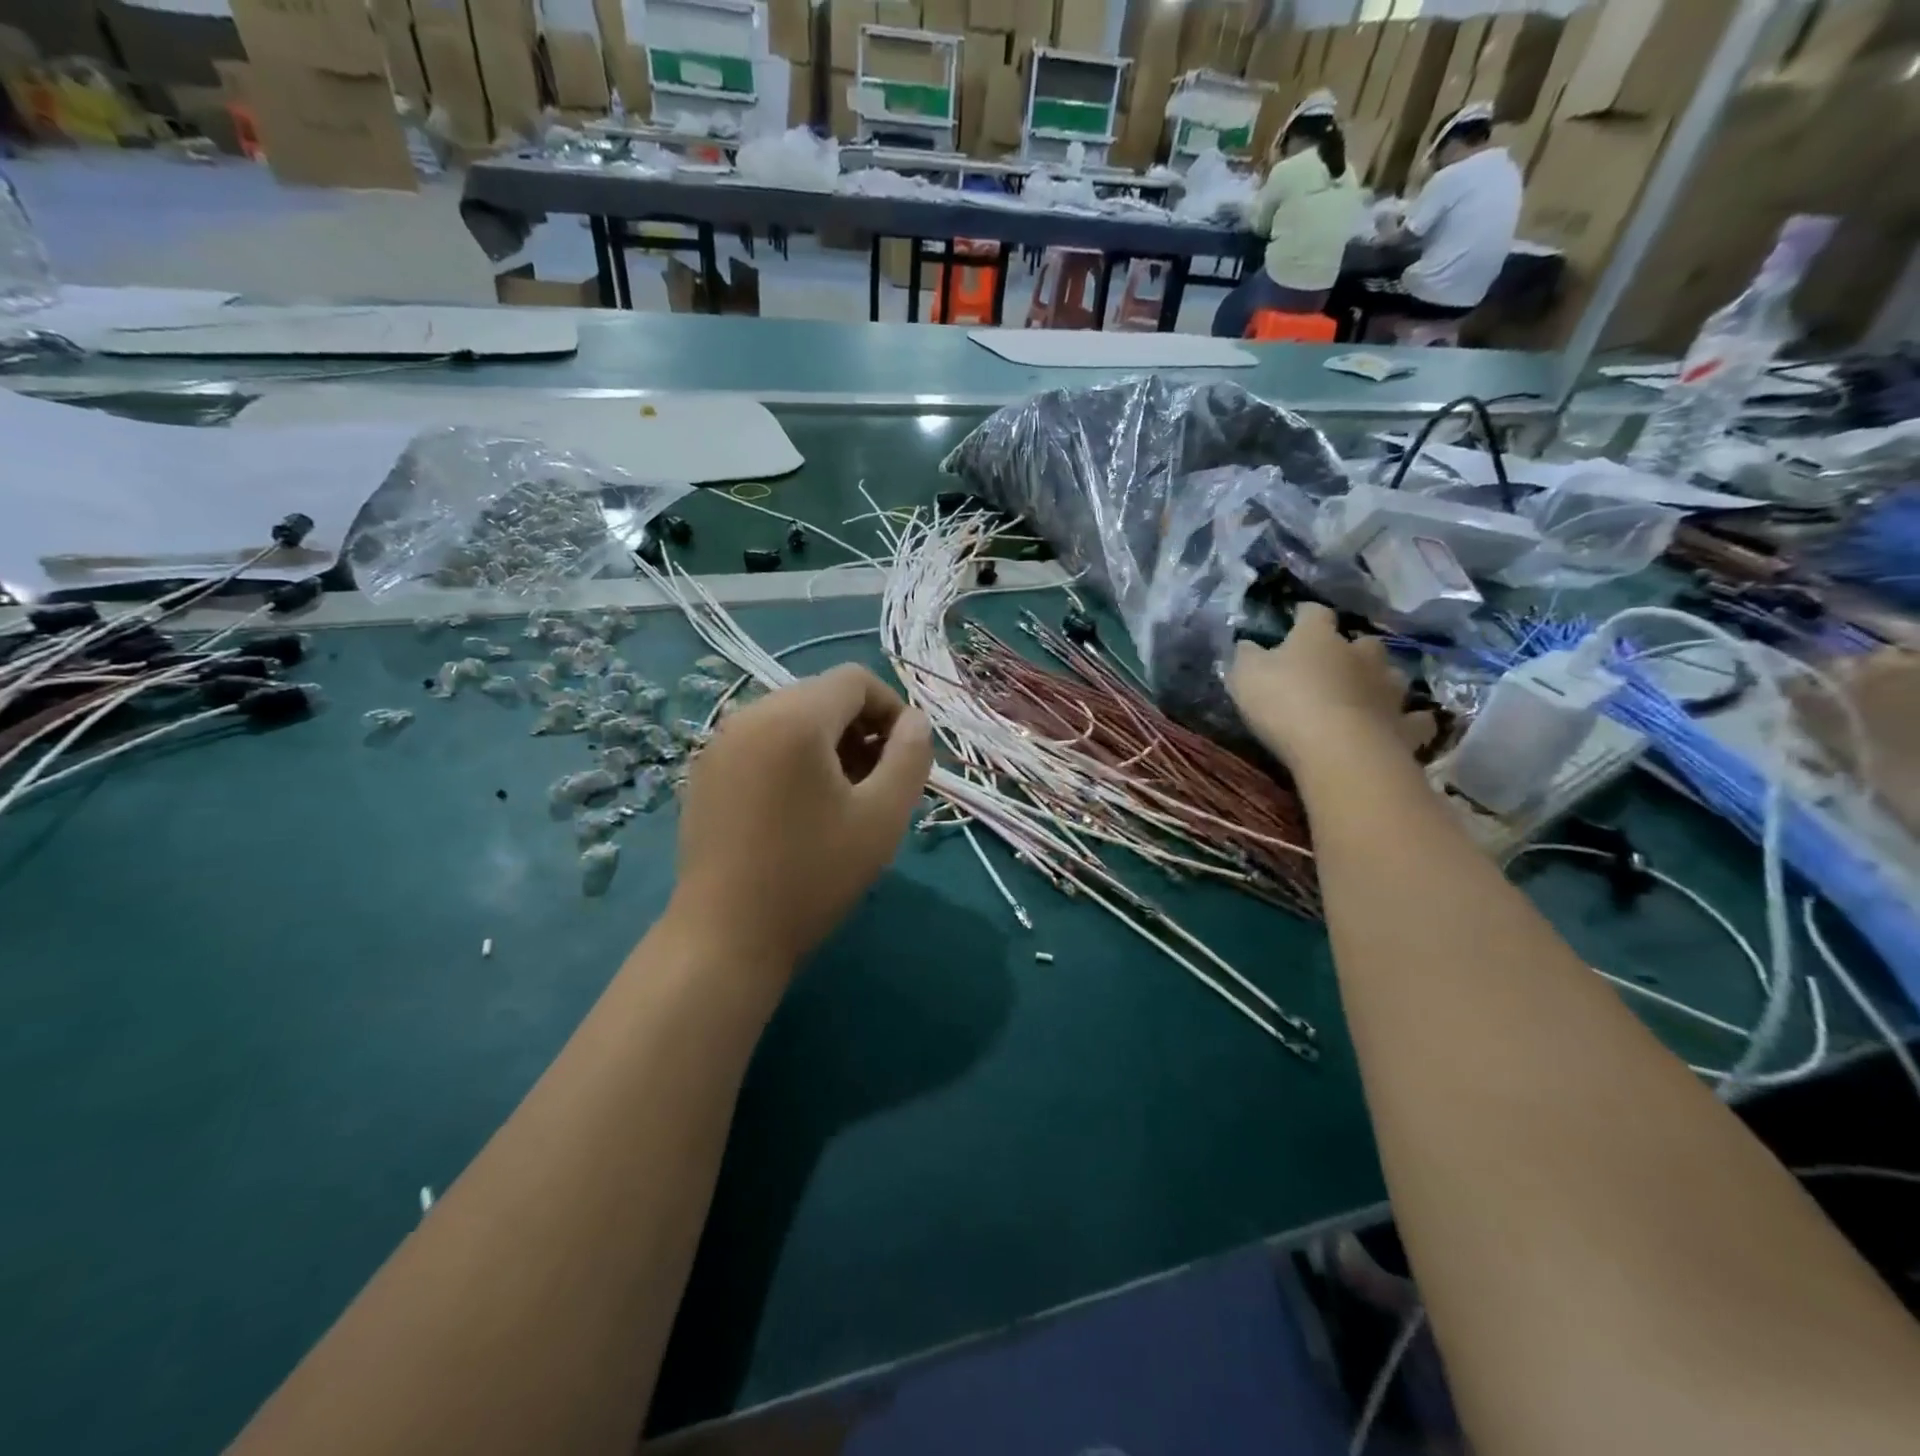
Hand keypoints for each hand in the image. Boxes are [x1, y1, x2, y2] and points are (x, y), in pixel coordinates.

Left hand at [669, 665, 933, 974]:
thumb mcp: (883, 816)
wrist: (726, 936)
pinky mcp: (705, 773)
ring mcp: (719, 744)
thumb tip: (915, 722)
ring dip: (829, 746)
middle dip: (861, 730)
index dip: (892, 709)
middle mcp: (749, 715)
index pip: (855, 680)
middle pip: (822, 697)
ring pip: (791, 719)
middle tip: (878, 784)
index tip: (905, 759)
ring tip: (843, 799)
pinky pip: (762, 743)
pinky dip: (793, 759)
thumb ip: (911, 756)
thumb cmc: (813, 874)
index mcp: (793, 717)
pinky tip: (799, 810)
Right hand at [1228, 605, 1428, 769]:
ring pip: (1393, 676)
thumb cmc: (1285, 704)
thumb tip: (1247, 644)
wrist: (1339, 749)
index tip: (1297, 618)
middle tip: (1336, 665)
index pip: (1314, 614)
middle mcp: (1361, 655)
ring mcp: (1389, 689)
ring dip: (1381, 681)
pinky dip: (1408, 720)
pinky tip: (1399, 725)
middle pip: (1364, 643)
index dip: (1305, 615)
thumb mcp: (1246, 676)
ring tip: (1368, 695)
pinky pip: (1415, 719)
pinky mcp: (1406, 725)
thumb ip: (1247, 656)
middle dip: (1352, 650)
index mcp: (1319, 638)